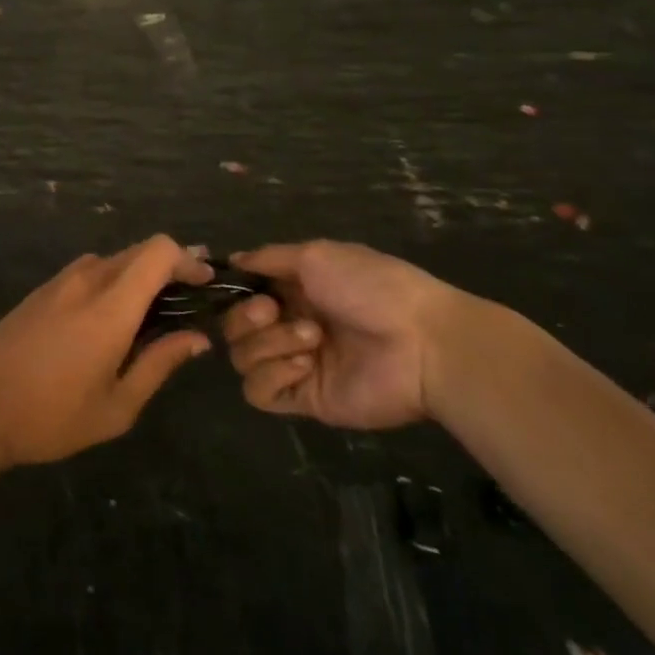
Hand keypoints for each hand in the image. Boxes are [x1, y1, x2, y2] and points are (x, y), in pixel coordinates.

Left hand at [0, 235, 212, 467]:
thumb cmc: (51, 417)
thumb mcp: (117, 406)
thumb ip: (160, 364)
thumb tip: (198, 338)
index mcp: (111, 305)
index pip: (158, 251)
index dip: (188, 259)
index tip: (205, 284)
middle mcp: (87, 279)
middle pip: (140, 250)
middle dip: (170, 266)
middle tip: (190, 299)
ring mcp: (61, 280)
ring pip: (114, 258)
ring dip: (141, 274)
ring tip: (155, 312)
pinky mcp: (43, 288)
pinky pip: (90, 270)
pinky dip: (114, 280)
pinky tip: (114, 315)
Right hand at [222, 239, 458, 429]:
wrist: (422, 343)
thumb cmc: (371, 288)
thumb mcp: (316, 255)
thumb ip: (269, 258)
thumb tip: (233, 260)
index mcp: (293, 290)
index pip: (242, 294)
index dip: (235, 292)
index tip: (242, 285)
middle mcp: (288, 324)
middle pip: (233, 328)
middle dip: (246, 317)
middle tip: (274, 311)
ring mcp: (295, 364)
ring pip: (242, 358)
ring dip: (270, 343)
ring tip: (312, 337)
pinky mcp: (304, 399)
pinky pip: (260, 392)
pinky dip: (273, 374)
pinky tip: (305, 365)